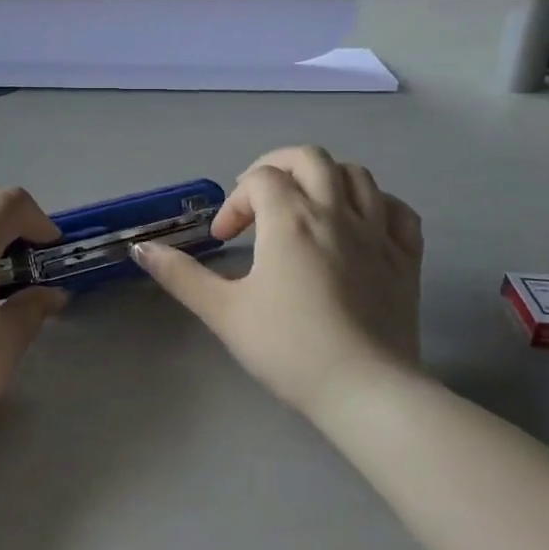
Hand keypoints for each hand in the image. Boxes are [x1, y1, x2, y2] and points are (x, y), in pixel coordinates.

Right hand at [134, 145, 423, 414]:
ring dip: (326, 179)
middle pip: (311, 158)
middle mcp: (336, 212)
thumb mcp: (223, 312)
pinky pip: (398, 211)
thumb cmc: (288, 348)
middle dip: (279, 167)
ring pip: (357, 175)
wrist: (365, 391)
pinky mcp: (406, 258)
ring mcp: (378, 233)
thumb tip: (142, 248)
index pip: (259, 179)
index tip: (225, 240)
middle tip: (261, 198)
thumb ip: (181, 275)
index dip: (235, 201)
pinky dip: (377, 205)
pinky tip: (359, 224)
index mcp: (291, 219)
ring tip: (307, 205)